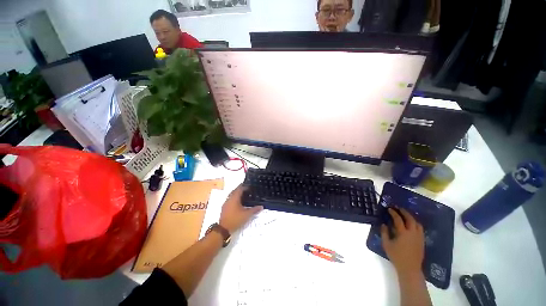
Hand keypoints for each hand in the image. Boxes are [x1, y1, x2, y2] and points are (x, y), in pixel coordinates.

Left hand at [219, 185, 262, 232]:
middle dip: (241, 189)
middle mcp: (229, 198)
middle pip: (235, 190)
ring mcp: (226, 203)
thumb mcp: (247, 215)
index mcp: (234, 198)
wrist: (223, 229)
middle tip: (248, 190)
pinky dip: (235, 198)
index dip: (245, 186)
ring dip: (238, 194)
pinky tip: (239, 202)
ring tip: (245, 195)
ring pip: (232, 195)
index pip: (240, 188)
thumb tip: (262, 206)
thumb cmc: (235, 219)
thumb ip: (254, 210)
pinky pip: (230, 199)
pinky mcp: (224, 208)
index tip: (251, 186)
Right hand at [381, 207, 424, 275]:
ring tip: (406, 215)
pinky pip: (420, 229)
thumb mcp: (386, 244)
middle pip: (410, 219)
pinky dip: (415, 224)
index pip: (398, 219)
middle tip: (399, 208)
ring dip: (411, 217)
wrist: (410, 268)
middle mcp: (412, 233)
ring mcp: (419, 237)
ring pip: (417, 223)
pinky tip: (412, 225)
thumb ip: (384, 233)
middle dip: (404, 212)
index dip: (393, 213)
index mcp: (403, 233)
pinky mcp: (422, 241)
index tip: (389, 209)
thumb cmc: (396, 256)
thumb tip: (384, 224)